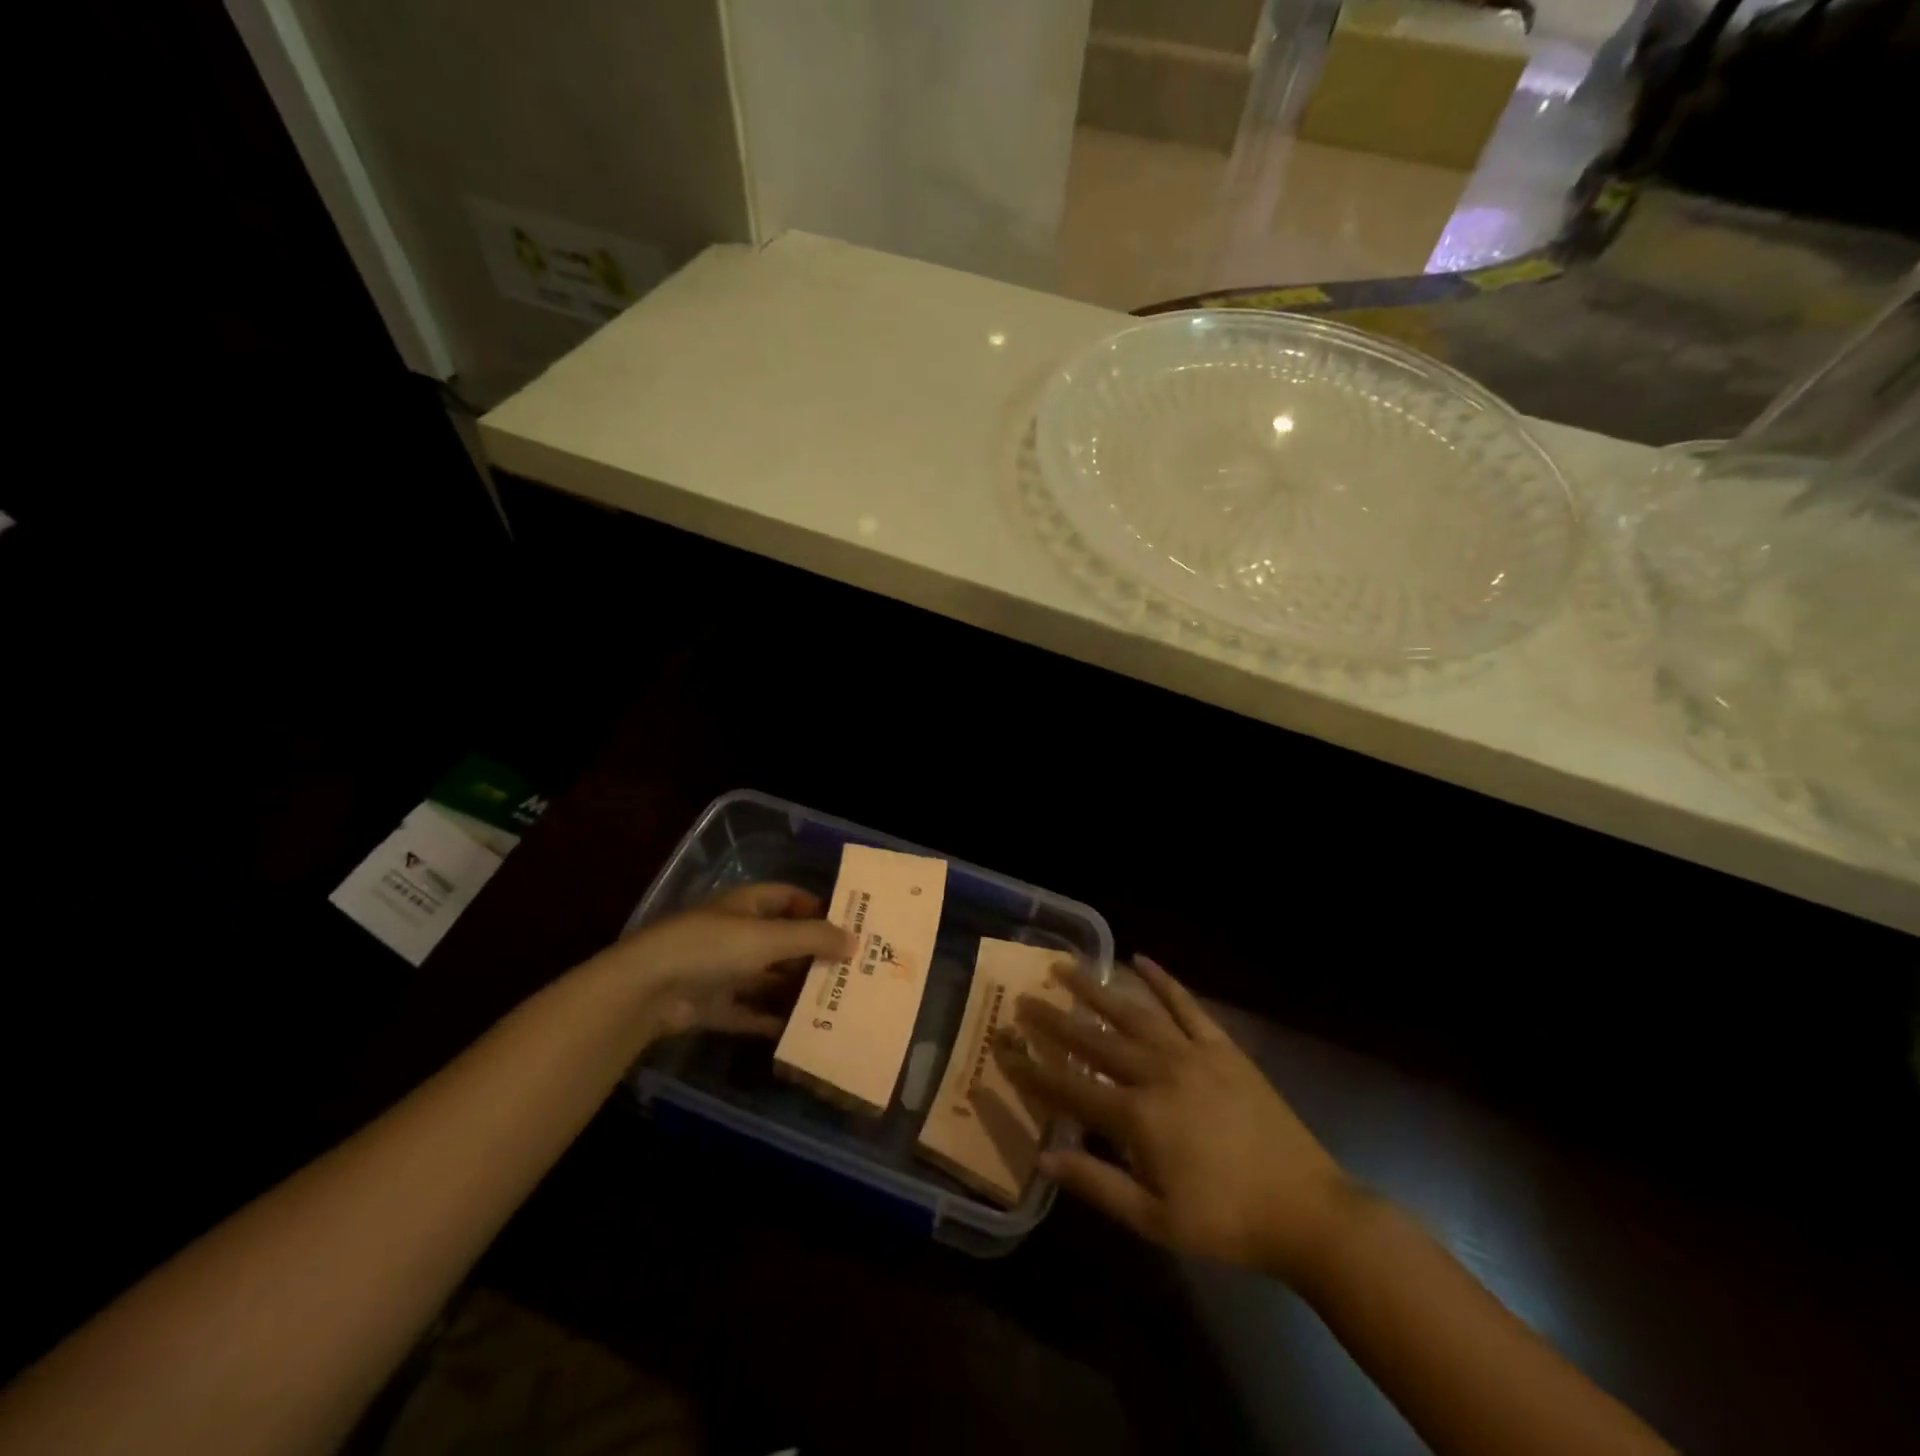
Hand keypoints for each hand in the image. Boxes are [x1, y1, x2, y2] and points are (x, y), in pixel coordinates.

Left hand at [595, 883, 853, 1044]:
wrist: (647, 990)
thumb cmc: (712, 947)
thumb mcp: (768, 938)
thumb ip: (813, 938)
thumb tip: (855, 941)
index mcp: (747, 905)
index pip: (789, 898)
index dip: (818, 909)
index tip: (850, 927)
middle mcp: (737, 934)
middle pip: (783, 941)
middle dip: (814, 955)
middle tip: (852, 972)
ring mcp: (723, 971)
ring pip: (769, 979)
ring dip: (796, 990)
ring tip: (836, 1003)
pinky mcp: (713, 1006)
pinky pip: (751, 1012)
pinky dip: (772, 1020)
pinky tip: (802, 1031)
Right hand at [997, 955, 1356, 1283]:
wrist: (1307, 1210)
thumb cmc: (1226, 1221)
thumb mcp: (1156, 1220)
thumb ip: (1097, 1183)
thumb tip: (1044, 1158)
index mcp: (1138, 1117)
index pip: (1070, 1086)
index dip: (1033, 1068)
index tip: (1004, 1048)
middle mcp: (1158, 1072)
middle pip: (1095, 1040)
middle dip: (1055, 1020)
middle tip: (1024, 998)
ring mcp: (1192, 1053)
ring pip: (1133, 1012)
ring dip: (1097, 989)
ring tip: (1067, 967)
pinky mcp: (1221, 1047)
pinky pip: (1186, 1005)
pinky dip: (1163, 980)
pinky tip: (1141, 960)